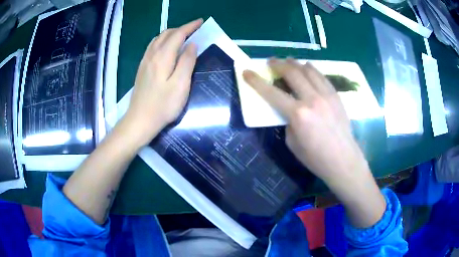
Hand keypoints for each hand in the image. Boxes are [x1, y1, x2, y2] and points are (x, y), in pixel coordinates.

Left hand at [124, 19, 202, 146]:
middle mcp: (152, 55)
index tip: (201, 22)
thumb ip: (187, 62)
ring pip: (158, 39)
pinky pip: (152, 47)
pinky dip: (162, 41)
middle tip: (194, 30)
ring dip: (171, 34)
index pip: (178, 34)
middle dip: (181, 28)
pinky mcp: (142, 68)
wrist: (140, 120)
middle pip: (167, 34)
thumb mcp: (180, 85)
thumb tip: (192, 45)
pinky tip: (167, 48)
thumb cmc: (163, 105)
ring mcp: (145, 61)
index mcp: (163, 57)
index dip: (190, 27)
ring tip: (183, 37)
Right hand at [243, 58, 385, 227]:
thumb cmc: (316, 158)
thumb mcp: (292, 143)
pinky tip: (308, 68)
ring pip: (309, 70)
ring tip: (289, 61)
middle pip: (292, 73)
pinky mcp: (336, 96)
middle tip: (271, 61)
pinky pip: (322, 77)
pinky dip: (312, 70)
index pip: (272, 93)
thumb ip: (288, 122)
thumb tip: (289, 109)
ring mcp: (327, 95)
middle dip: (278, 64)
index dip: (256, 81)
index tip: (247, 72)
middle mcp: (312, 99)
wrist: (343, 160)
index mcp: (298, 114)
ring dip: (296, 63)